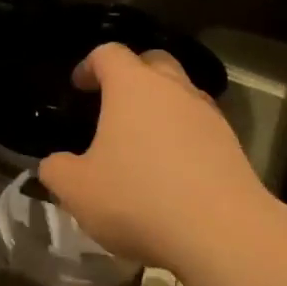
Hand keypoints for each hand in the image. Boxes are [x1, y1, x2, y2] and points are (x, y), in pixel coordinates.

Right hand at [38, 44, 271, 272]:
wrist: (221, 231)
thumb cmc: (138, 198)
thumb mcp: (78, 190)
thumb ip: (57, 170)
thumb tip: (54, 164)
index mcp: (133, 85)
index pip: (108, 53)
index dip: (89, 65)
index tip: (78, 87)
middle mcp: (174, 88)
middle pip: (153, 61)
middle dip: (132, 75)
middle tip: (113, 104)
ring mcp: (208, 114)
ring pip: (181, 94)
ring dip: (161, 107)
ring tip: (143, 141)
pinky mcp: (232, 143)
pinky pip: (200, 126)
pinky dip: (183, 136)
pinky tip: (172, 169)